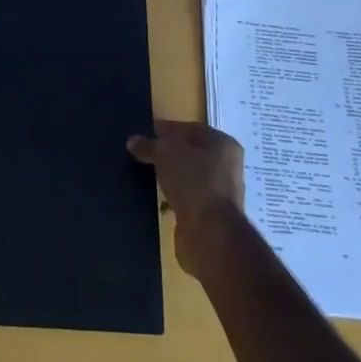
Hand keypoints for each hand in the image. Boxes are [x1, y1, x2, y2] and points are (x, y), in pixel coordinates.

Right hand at [128, 120, 244, 278]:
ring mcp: (220, 191)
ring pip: (188, 176)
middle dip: (166, 154)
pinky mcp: (211, 214)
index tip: (143, 134)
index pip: (189, 129)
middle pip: (190, 152)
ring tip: (146, 175)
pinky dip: (173, 196)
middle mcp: (226, 165)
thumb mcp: (165, 153)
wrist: (210, 232)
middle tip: (142, 155)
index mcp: (223, 143)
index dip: (166, 129)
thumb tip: (133, 141)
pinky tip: (157, 197)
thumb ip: (149, 144)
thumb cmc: (193, 181)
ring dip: (170, 176)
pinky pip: (187, 197)